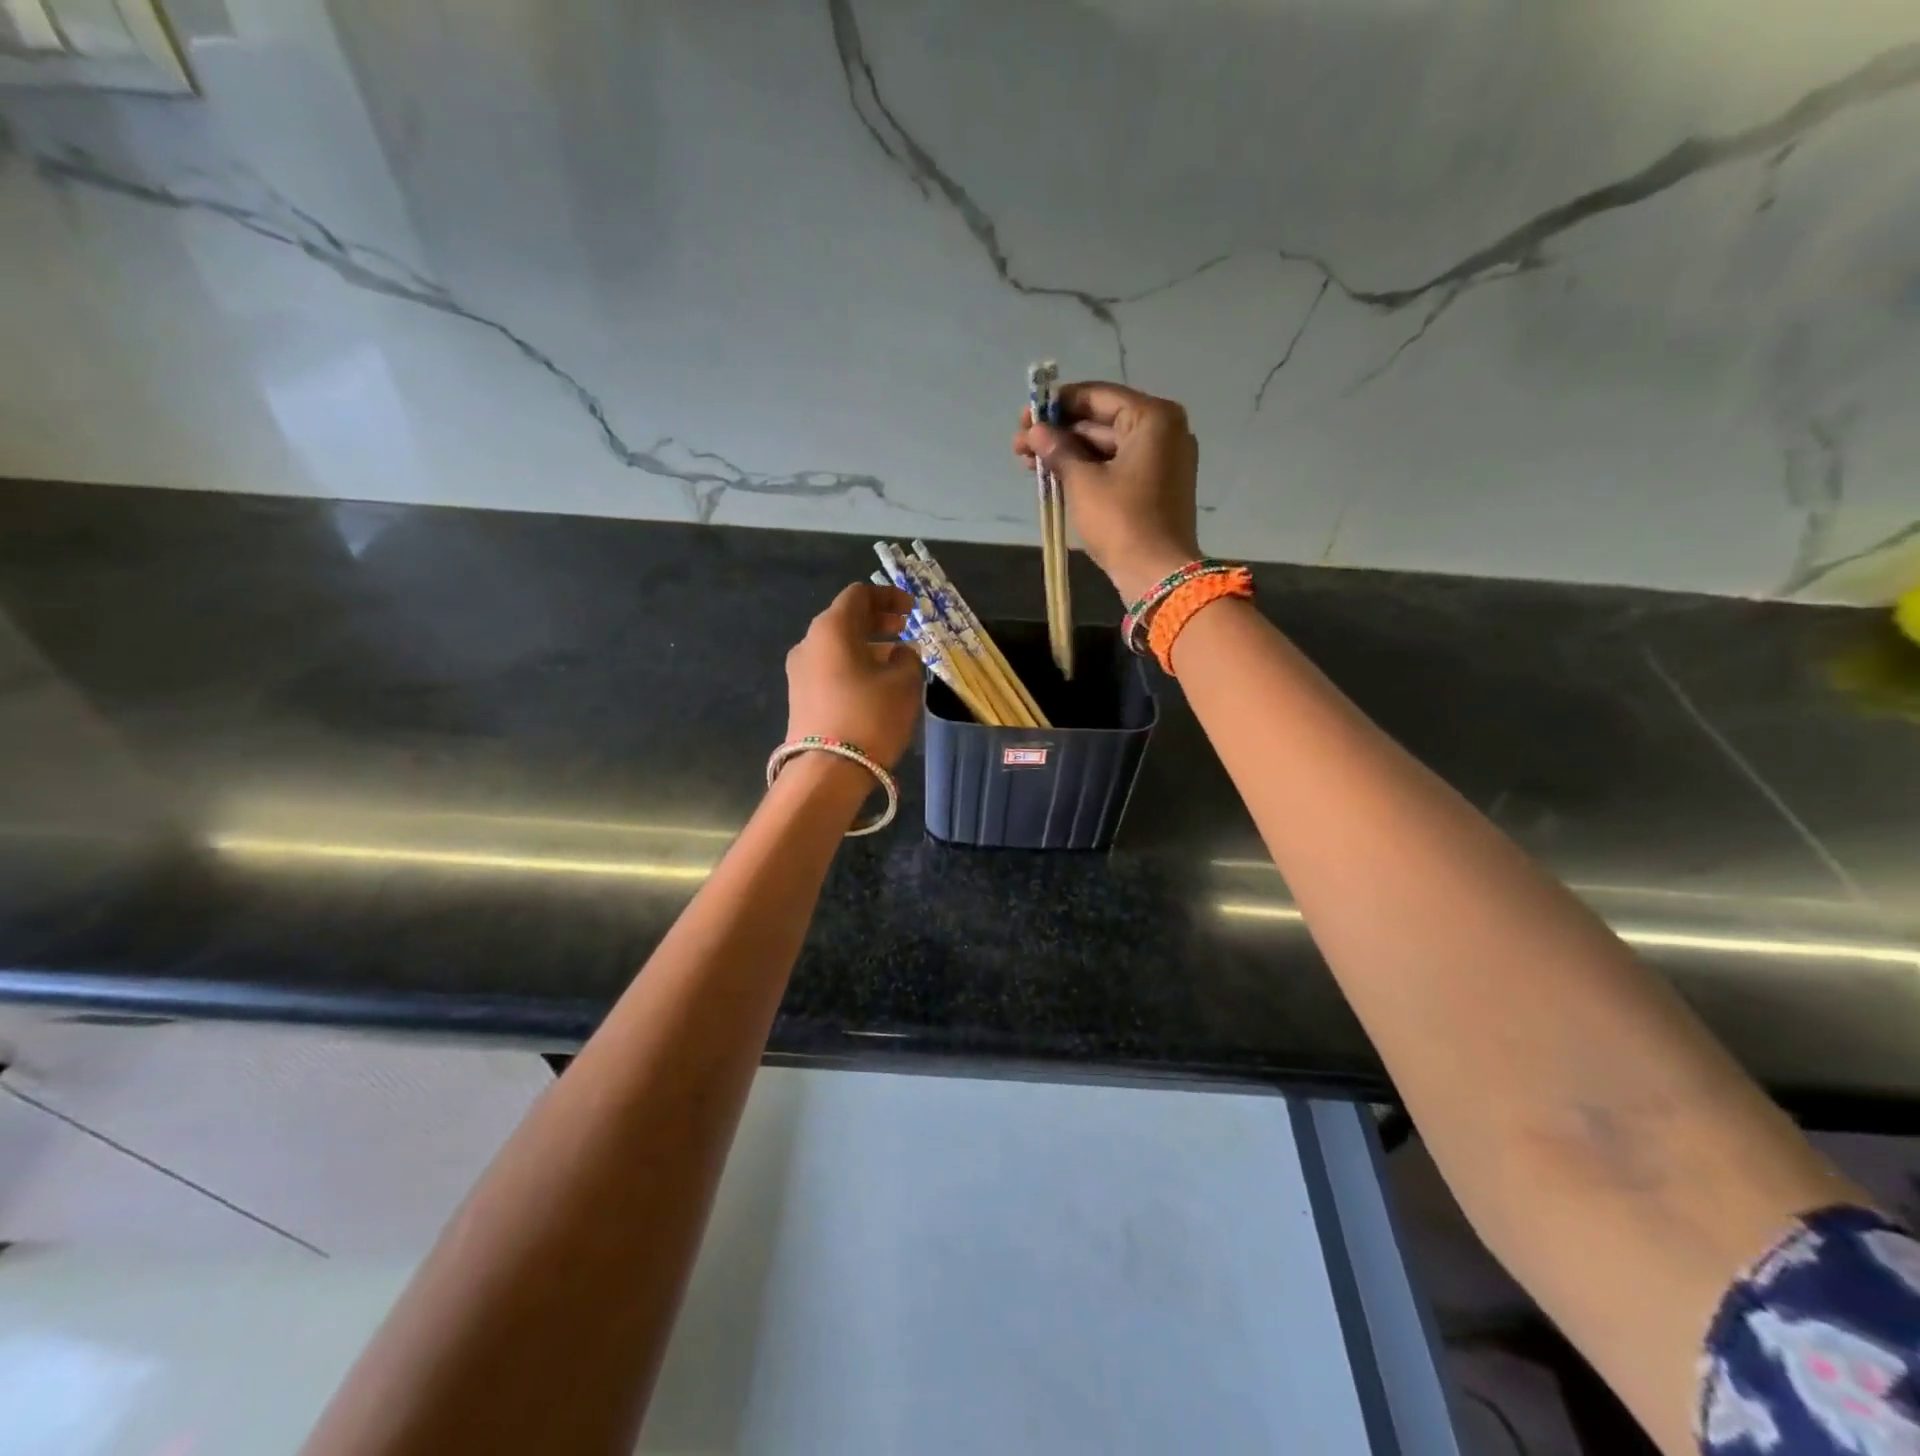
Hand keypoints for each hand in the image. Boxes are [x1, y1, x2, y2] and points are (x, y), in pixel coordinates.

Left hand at [784, 582, 922, 768]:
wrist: (826, 771)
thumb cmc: (870, 716)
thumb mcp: (904, 683)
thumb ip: (908, 658)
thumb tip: (901, 652)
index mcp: (831, 628)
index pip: (859, 595)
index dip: (888, 596)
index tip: (912, 609)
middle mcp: (809, 643)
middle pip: (845, 619)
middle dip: (878, 621)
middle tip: (905, 628)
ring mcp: (800, 671)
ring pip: (838, 646)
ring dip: (868, 646)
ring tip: (898, 659)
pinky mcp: (800, 697)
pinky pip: (831, 668)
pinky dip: (855, 665)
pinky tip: (877, 683)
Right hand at [1014, 381, 1201, 603]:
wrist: (1158, 575)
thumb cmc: (1121, 521)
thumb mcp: (1083, 482)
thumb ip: (1057, 450)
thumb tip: (1035, 432)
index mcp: (1152, 418)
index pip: (1097, 396)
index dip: (1057, 405)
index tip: (1024, 419)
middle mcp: (1164, 431)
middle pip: (1102, 421)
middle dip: (1060, 434)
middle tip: (1020, 448)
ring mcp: (1163, 460)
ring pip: (1107, 447)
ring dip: (1069, 454)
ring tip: (1030, 466)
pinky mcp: (1157, 486)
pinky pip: (1118, 467)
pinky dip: (1089, 470)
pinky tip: (1057, 478)